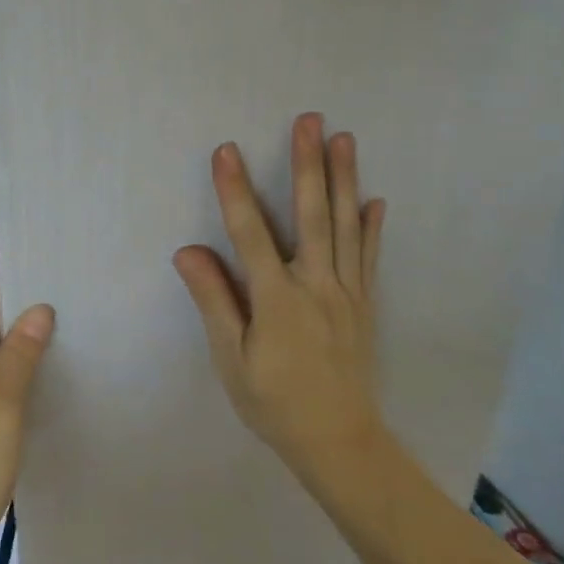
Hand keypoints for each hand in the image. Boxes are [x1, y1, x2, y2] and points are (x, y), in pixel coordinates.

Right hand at [173, 114, 387, 486]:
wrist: (340, 443)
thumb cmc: (274, 402)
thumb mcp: (231, 358)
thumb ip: (214, 300)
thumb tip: (188, 250)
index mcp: (277, 298)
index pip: (250, 232)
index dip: (235, 190)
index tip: (226, 150)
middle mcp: (316, 285)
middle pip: (311, 214)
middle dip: (307, 163)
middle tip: (310, 120)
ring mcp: (346, 292)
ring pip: (346, 226)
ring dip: (344, 179)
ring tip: (344, 138)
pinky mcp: (364, 304)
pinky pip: (369, 257)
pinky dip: (372, 226)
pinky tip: (374, 199)